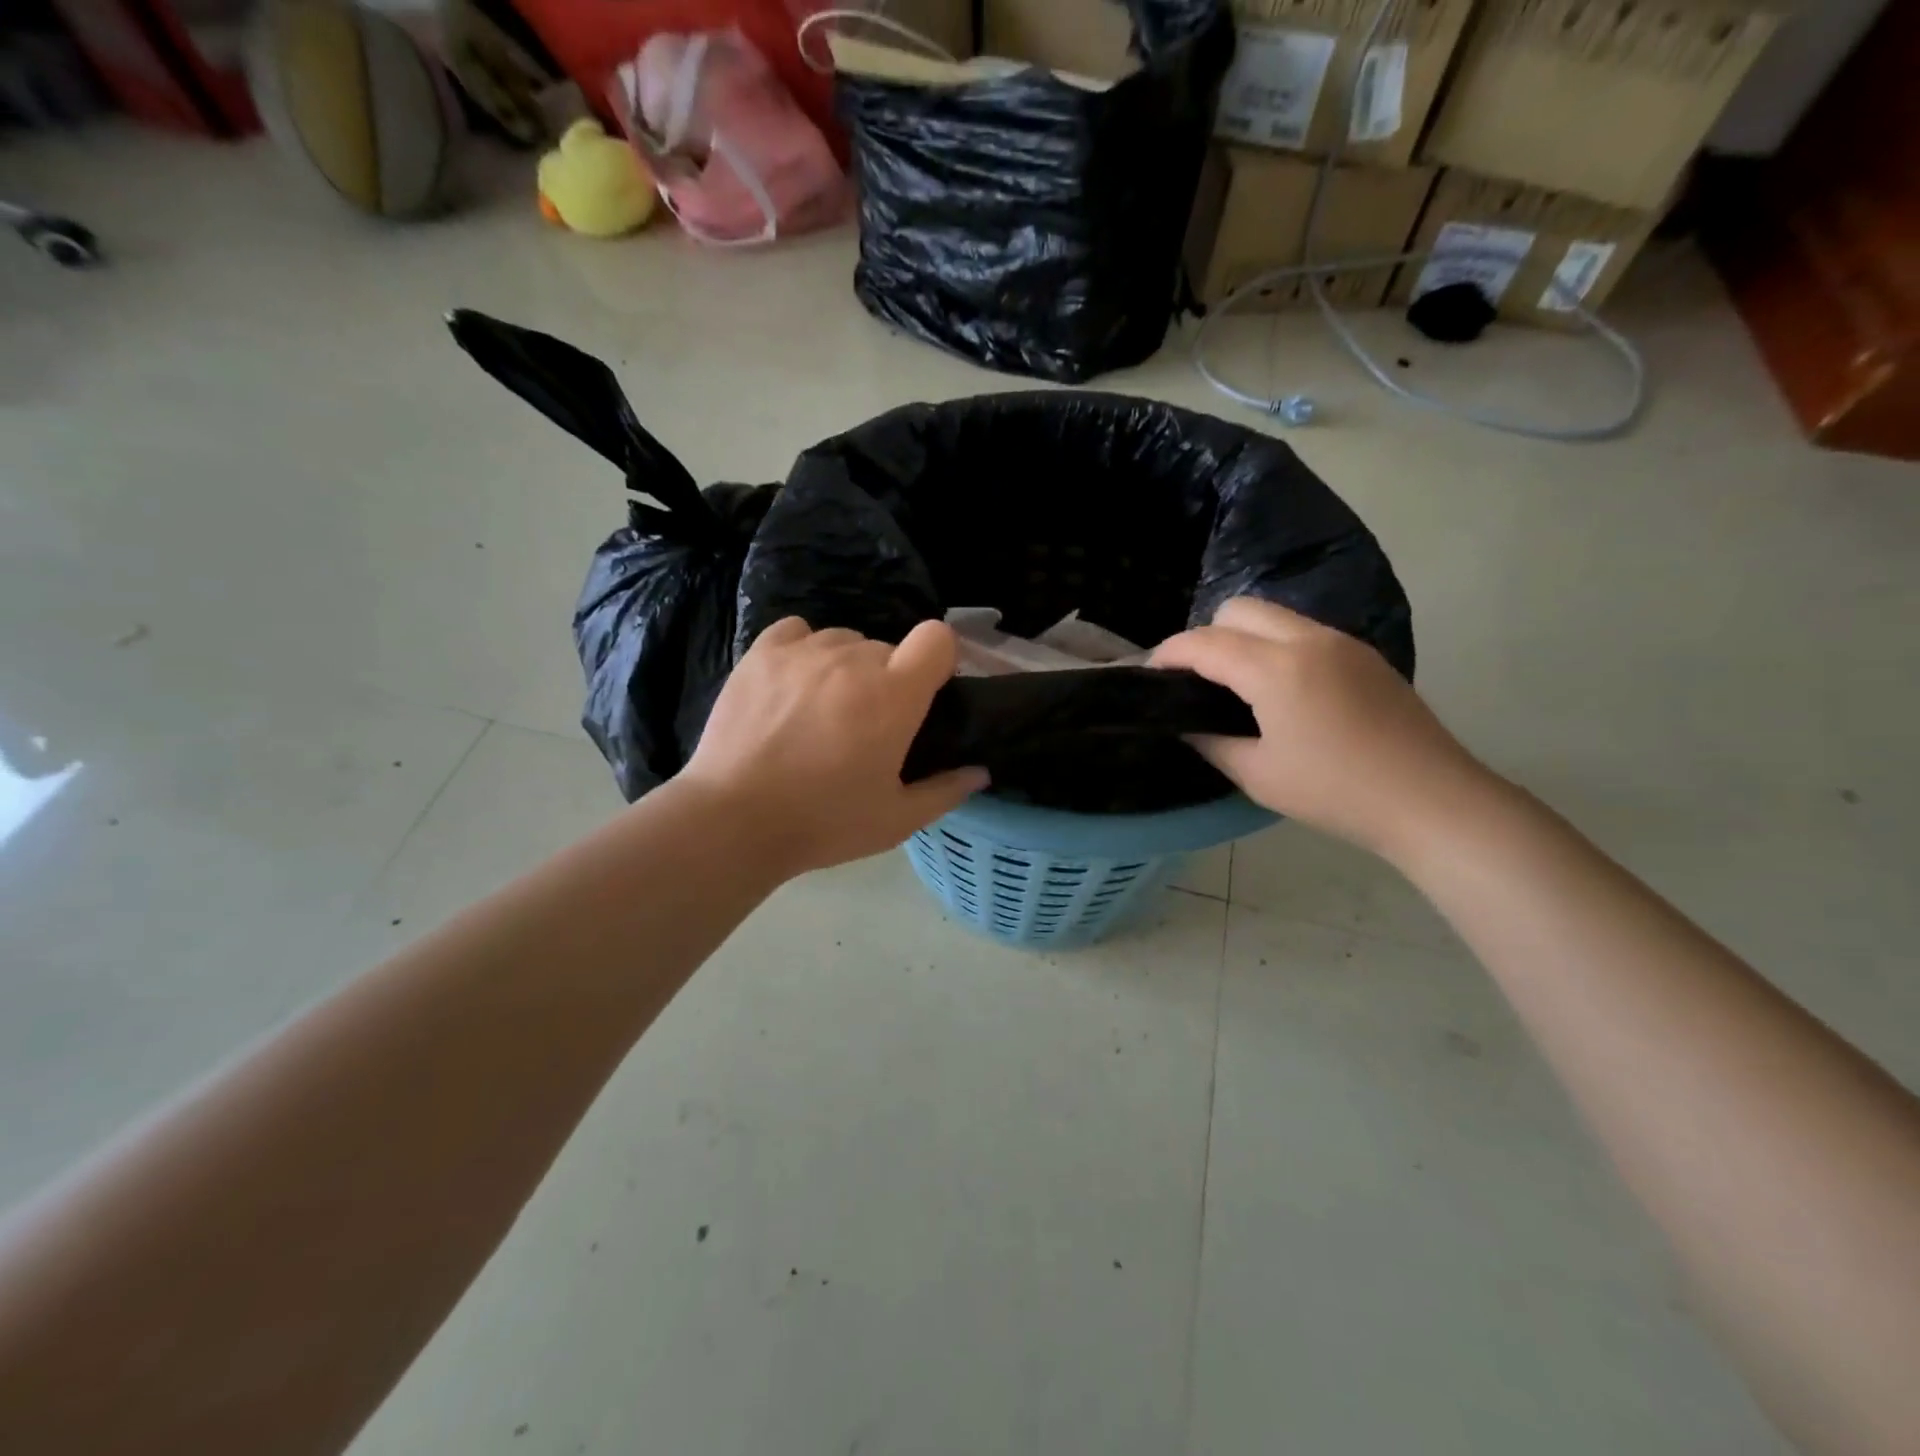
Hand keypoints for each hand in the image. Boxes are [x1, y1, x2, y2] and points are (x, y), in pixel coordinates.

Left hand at [680, 618, 988, 876]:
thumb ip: (945, 791)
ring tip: (823, 708)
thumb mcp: (896, 819)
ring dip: (845, 667)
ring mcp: (804, 651)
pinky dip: (804, 650)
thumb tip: (980, 772)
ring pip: (843, 640)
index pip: (938, 638)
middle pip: (886, 648)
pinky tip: (793, 683)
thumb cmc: (824, 822)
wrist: (734, 820)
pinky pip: (798, 631)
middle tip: (866, 725)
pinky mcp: (762, 653)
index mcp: (894, 694)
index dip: (939, 659)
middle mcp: (853, 658)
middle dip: (886, 679)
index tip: (926, 692)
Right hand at [1152, 598, 1489, 859]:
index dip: (1168, 653)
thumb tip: (1186, 725)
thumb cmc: (1335, 792)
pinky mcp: (1364, 654)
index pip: (1204, 643)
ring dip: (1243, 637)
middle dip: (1205, 636)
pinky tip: (1282, 691)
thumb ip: (1211, 742)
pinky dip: (1276, 646)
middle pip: (1237, 610)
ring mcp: (1341, 642)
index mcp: (1275, 669)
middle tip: (1196, 680)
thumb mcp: (1257, 775)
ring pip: (1273, 615)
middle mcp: (1307, 640)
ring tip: (1236, 685)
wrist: (1431, 799)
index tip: (1149, 673)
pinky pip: (1303, 632)